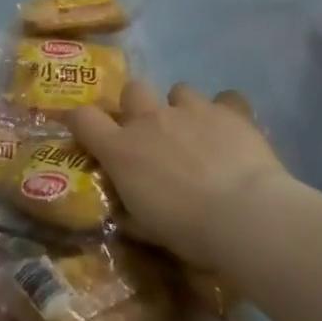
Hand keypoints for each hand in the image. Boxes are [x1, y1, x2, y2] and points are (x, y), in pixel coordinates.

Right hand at [61, 82, 289, 267]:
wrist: (243, 214)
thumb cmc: (187, 230)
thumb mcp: (147, 228)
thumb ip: (130, 212)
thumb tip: (124, 212)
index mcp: (122, 149)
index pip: (84, 119)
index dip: (78, 118)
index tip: (82, 126)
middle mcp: (151, 119)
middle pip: (132, 90)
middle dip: (138, 106)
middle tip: (152, 132)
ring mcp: (191, 109)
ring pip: (179, 90)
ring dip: (182, 108)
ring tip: (197, 132)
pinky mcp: (227, 109)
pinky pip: (224, 98)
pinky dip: (225, 111)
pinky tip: (232, 130)